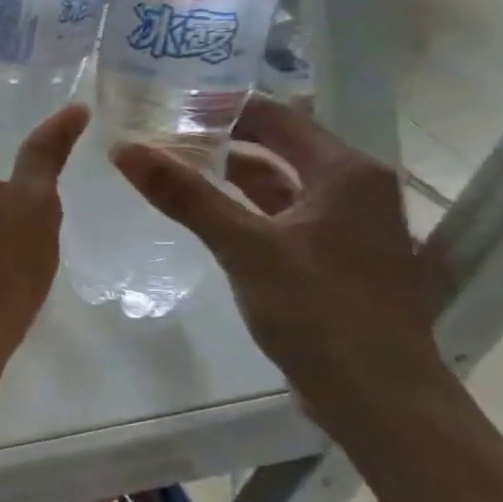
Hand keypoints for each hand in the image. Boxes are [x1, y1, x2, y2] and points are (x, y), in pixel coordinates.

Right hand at [111, 98, 447, 412]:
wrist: (379, 397)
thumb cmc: (319, 310)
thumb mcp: (244, 246)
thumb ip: (185, 195)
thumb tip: (123, 149)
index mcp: (346, 173)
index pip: (276, 117)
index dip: (222, 107)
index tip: (167, 104)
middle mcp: (354, 190)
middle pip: (278, 148)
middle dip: (220, 140)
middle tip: (159, 136)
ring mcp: (346, 228)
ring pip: (279, 185)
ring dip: (229, 176)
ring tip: (171, 169)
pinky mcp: (333, 260)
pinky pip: (281, 217)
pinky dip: (243, 209)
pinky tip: (205, 216)